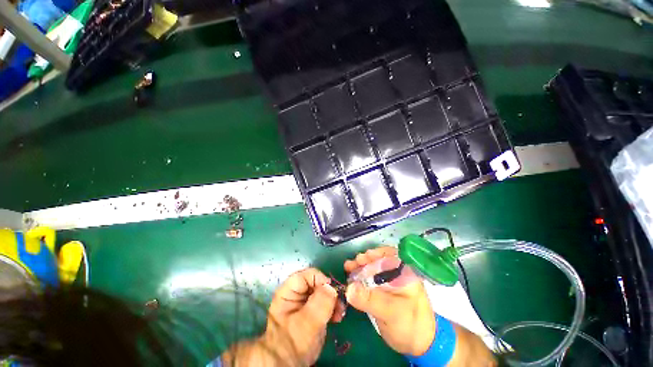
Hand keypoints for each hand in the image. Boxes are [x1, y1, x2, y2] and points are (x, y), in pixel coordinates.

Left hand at [265, 268, 345, 364]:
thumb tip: (331, 287)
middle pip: (316, 283)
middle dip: (329, 292)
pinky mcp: (311, 312)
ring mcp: (304, 303)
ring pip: (322, 292)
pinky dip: (332, 308)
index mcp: (289, 291)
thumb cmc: (293, 343)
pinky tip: (337, 318)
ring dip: (333, 301)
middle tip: (339, 305)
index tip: (332, 291)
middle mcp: (296, 293)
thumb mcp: (307, 323)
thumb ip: (320, 302)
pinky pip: (324, 303)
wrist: (288, 365)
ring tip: (339, 314)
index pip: (306, 275)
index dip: (320, 279)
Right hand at [344, 247, 435, 356]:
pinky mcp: (383, 291)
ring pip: (374, 268)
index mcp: (406, 273)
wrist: (418, 347)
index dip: (376, 253)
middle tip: (351, 264)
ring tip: (348, 267)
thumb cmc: (410, 326)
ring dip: (360, 267)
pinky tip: (352, 278)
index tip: (363, 257)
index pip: (391, 254)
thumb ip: (370, 300)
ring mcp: (390, 282)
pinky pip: (370, 279)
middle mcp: (398, 273)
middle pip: (379, 260)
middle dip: (364, 260)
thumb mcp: (391, 312)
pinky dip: (361, 277)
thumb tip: (349, 288)